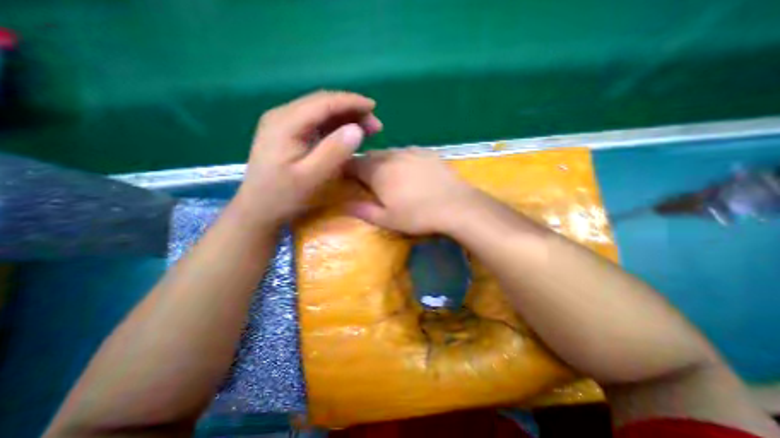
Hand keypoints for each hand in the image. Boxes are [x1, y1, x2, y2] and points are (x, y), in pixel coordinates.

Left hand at [233, 89, 383, 223]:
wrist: (259, 209)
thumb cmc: (285, 196)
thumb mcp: (312, 177)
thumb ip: (334, 152)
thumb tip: (357, 129)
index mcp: (286, 122)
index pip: (324, 102)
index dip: (351, 102)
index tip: (373, 107)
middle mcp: (283, 116)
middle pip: (322, 103)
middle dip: (351, 110)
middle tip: (375, 125)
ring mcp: (283, 124)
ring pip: (320, 112)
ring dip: (346, 118)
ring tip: (367, 129)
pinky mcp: (287, 134)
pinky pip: (316, 123)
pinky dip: (336, 126)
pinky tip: (348, 135)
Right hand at [349, 147, 482, 234]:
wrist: (455, 206)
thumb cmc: (417, 215)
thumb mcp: (387, 219)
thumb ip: (363, 210)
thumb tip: (344, 204)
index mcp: (378, 172)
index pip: (353, 164)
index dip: (347, 169)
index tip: (347, 178)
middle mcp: (392, 156)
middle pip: (371, 156)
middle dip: (365, 165)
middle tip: (368, 180)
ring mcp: (411, 151)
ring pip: (389, 152)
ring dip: (383, 162)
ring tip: (390, 175)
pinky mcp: (428, 152)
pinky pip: (407, 151)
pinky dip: (402, 159)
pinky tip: (410, 170)